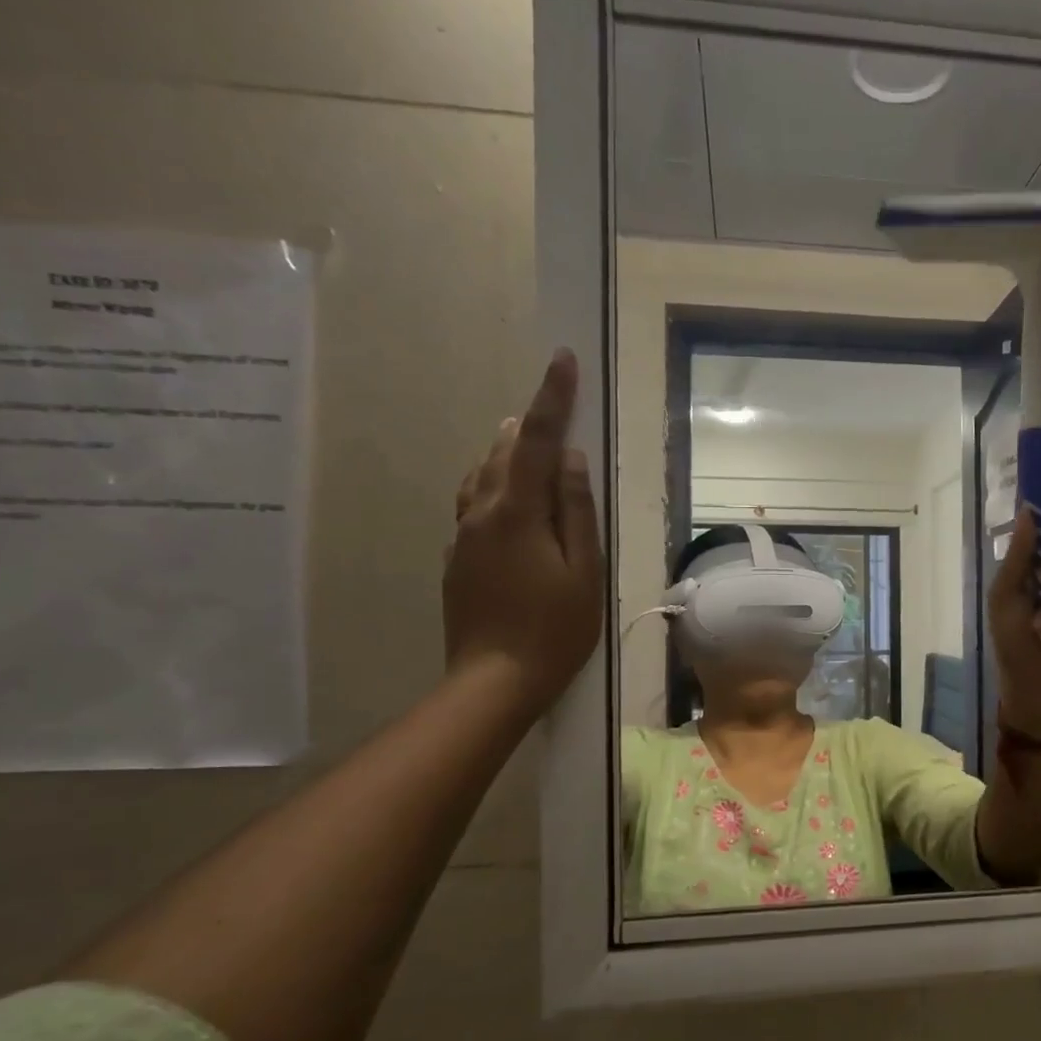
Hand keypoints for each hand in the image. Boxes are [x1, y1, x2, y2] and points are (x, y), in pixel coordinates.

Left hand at [444, 350, 602, 713]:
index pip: (538, 441)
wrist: (494, 680)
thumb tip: (571, 459)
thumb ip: (576, 511)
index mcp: (517, 513)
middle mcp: (481, 513)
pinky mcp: (457, 559)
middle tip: (552, 404)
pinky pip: (474, 504)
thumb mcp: (583, 571)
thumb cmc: (555, 628)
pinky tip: (509, 499)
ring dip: (507, 452)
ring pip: (481, 476)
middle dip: (529, 423)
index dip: (552, 398)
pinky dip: (494, 485)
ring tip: (527, 439)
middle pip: (503, 452)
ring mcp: (463, 537)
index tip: (563, 359)